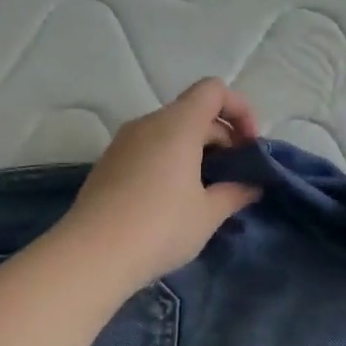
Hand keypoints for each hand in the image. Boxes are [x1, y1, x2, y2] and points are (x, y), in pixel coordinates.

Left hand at [55, 79, 262, 288]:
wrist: (93, 255)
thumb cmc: (161, 227)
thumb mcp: (208, 214)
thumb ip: (235, 193)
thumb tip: (251, 186)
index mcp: (177, 125)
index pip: (213, 90)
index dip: (240, 109)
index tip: (249, 147)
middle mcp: (148, 123)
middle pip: (193, 112)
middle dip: (222, 137)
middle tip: (235, 177)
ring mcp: (124, 142)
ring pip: (169, 132)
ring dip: (196, 151)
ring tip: (207, 191)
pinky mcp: (109, 163)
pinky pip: (149, 149)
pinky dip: (170, 161)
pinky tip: (174, 200)